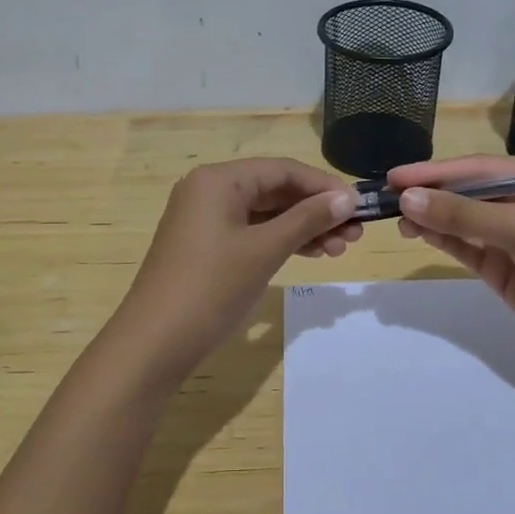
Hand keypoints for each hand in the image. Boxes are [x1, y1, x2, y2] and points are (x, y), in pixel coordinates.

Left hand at [114, 158, 360, 375]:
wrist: (155, 342)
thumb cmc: (212, 288)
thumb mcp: (265, 250)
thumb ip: (307, 220)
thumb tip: (347, 198)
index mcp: (219, 180)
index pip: (283, 170)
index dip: (324, 187)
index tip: (359, 207)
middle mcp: (209, 190)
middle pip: (274, 190)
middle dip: (316, 210)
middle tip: (354, 235)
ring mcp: (204, 219)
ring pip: (265, 214)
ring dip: (302, 228)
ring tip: (339, 250)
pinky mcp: (204, 246)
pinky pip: (251, 232)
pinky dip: (280, 241)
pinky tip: (310, 254)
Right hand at [390, 155, 514, 360]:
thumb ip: (464, 214)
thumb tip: (408, 199)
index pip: (477, 168)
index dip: (436, 171)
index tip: (395, 176)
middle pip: (466, 191)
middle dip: (430, 193)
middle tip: (388, 198)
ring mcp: (511, 236)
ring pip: (462, 219)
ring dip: (431, 217)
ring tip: (398, 219)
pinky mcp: (502, 267)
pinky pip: (465, 246)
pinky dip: (442, 239)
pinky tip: (418, 233)